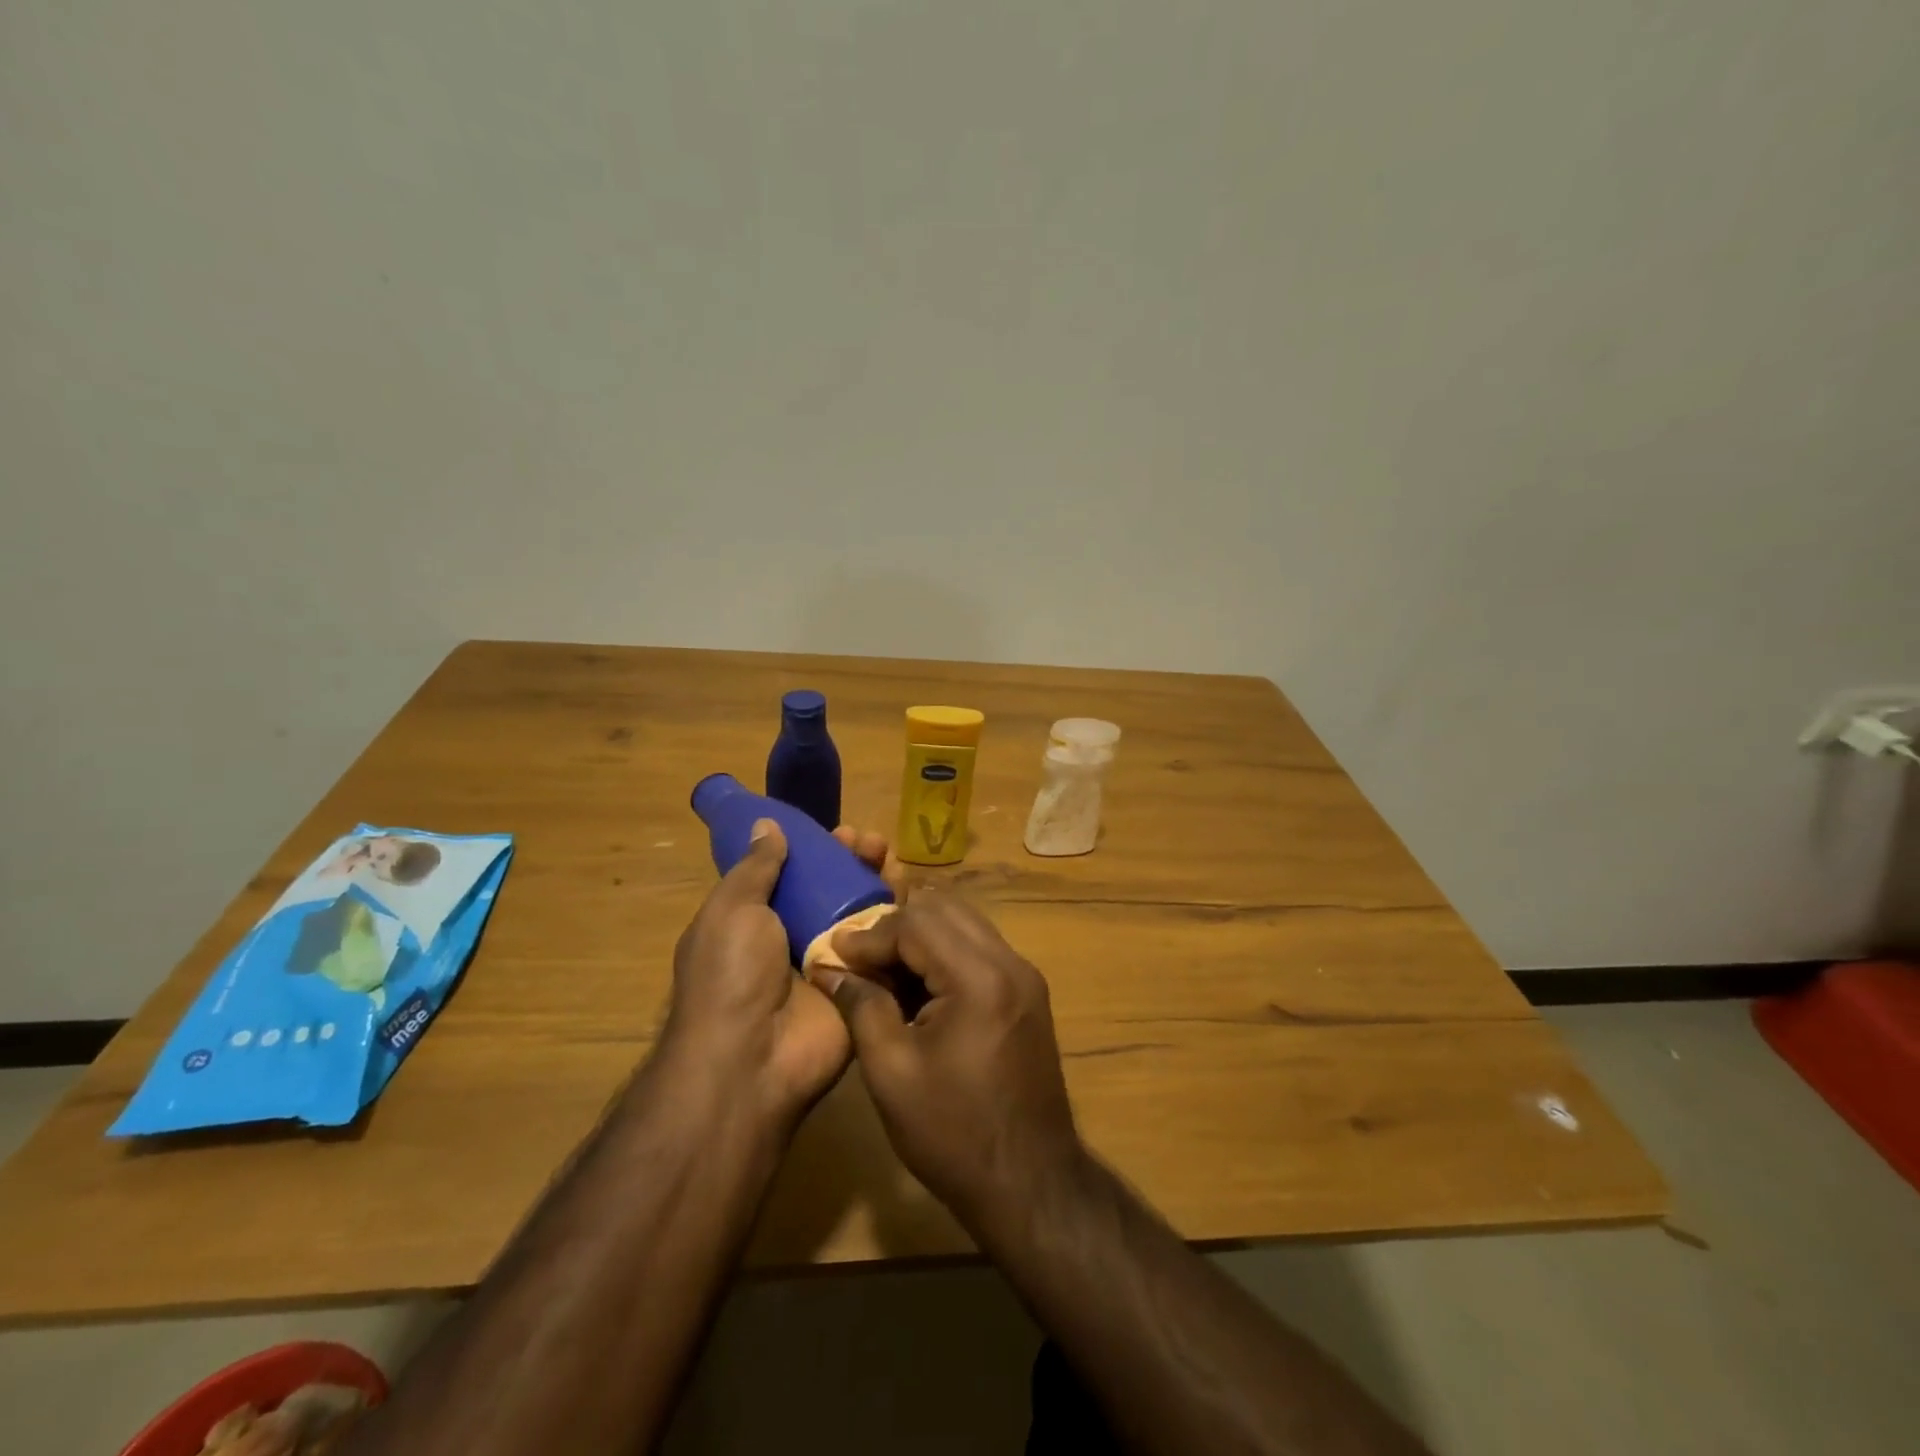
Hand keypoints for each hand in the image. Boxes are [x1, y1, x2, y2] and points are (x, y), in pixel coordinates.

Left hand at [662, 819, 894, 1128]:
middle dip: (856, 861)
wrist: (752, 1059)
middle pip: (835, 889)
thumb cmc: (731, 975)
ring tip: (895, 862)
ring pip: (864, 914)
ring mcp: (833, 965)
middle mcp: (797, 939)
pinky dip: (900, 923)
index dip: (819, 850)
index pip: (797, 874)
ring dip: (881, 883)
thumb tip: (766, 825)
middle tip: (875, 843)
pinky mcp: (863, 988)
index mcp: (759, 920)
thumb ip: (756, 868)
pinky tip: (913, 898)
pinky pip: (885, 950)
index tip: (841, 831)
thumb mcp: (731, 910)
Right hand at [812, 892, 1085, 1234]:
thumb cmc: (952, 1133)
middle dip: (896, 926)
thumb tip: (830, 969)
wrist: (1029, 1181)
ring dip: (921, 936)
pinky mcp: (1028, 992)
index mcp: (979, 978)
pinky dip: (945, 952)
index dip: (869, 936)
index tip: (834, 953)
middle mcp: (1010, 962)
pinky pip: (980, 948)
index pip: (916, 924)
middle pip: (945, 909)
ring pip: (965, 922)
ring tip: (883, 969)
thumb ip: (861, 1007)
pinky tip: (917, 985)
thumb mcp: (891, 1072)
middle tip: (859, 958)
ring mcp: (1025, 975)